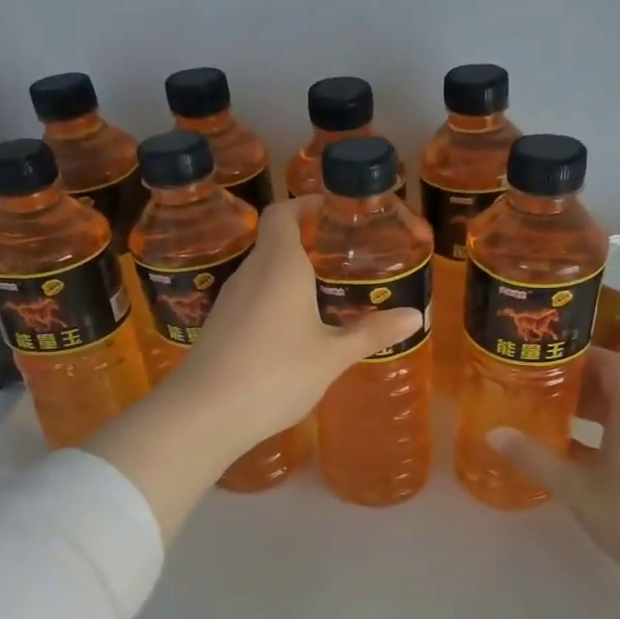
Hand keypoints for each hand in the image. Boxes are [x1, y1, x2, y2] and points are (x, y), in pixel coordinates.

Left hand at [181, 196, 422, 453]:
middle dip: (305, 242)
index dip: (305, 204)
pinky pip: (251, 299)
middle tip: (341, 255)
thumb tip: (415, 315)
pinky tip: (292, 330)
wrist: (204, 414)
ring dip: (289, 274)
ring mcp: (229, 301)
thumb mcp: (332, 356)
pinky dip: (274, 301)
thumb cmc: (275, 373)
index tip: (331, 210)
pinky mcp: (218, 328)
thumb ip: (371, 333)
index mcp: (279, 265)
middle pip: (273, 242)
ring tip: (323, 291)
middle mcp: (250, 273)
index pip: (283, 213)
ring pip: (262, 273)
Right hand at [489, 350, 619, 589]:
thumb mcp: (575, 486)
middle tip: (535, 385)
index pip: (610, 362)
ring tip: (546, 414)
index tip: (545, 356)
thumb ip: (535, 457)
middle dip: (576, 383)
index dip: (579, 354)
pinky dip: (598, 434)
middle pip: (614, 385)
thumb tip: (494, 433)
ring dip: (586, 410)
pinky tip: (568, 452)